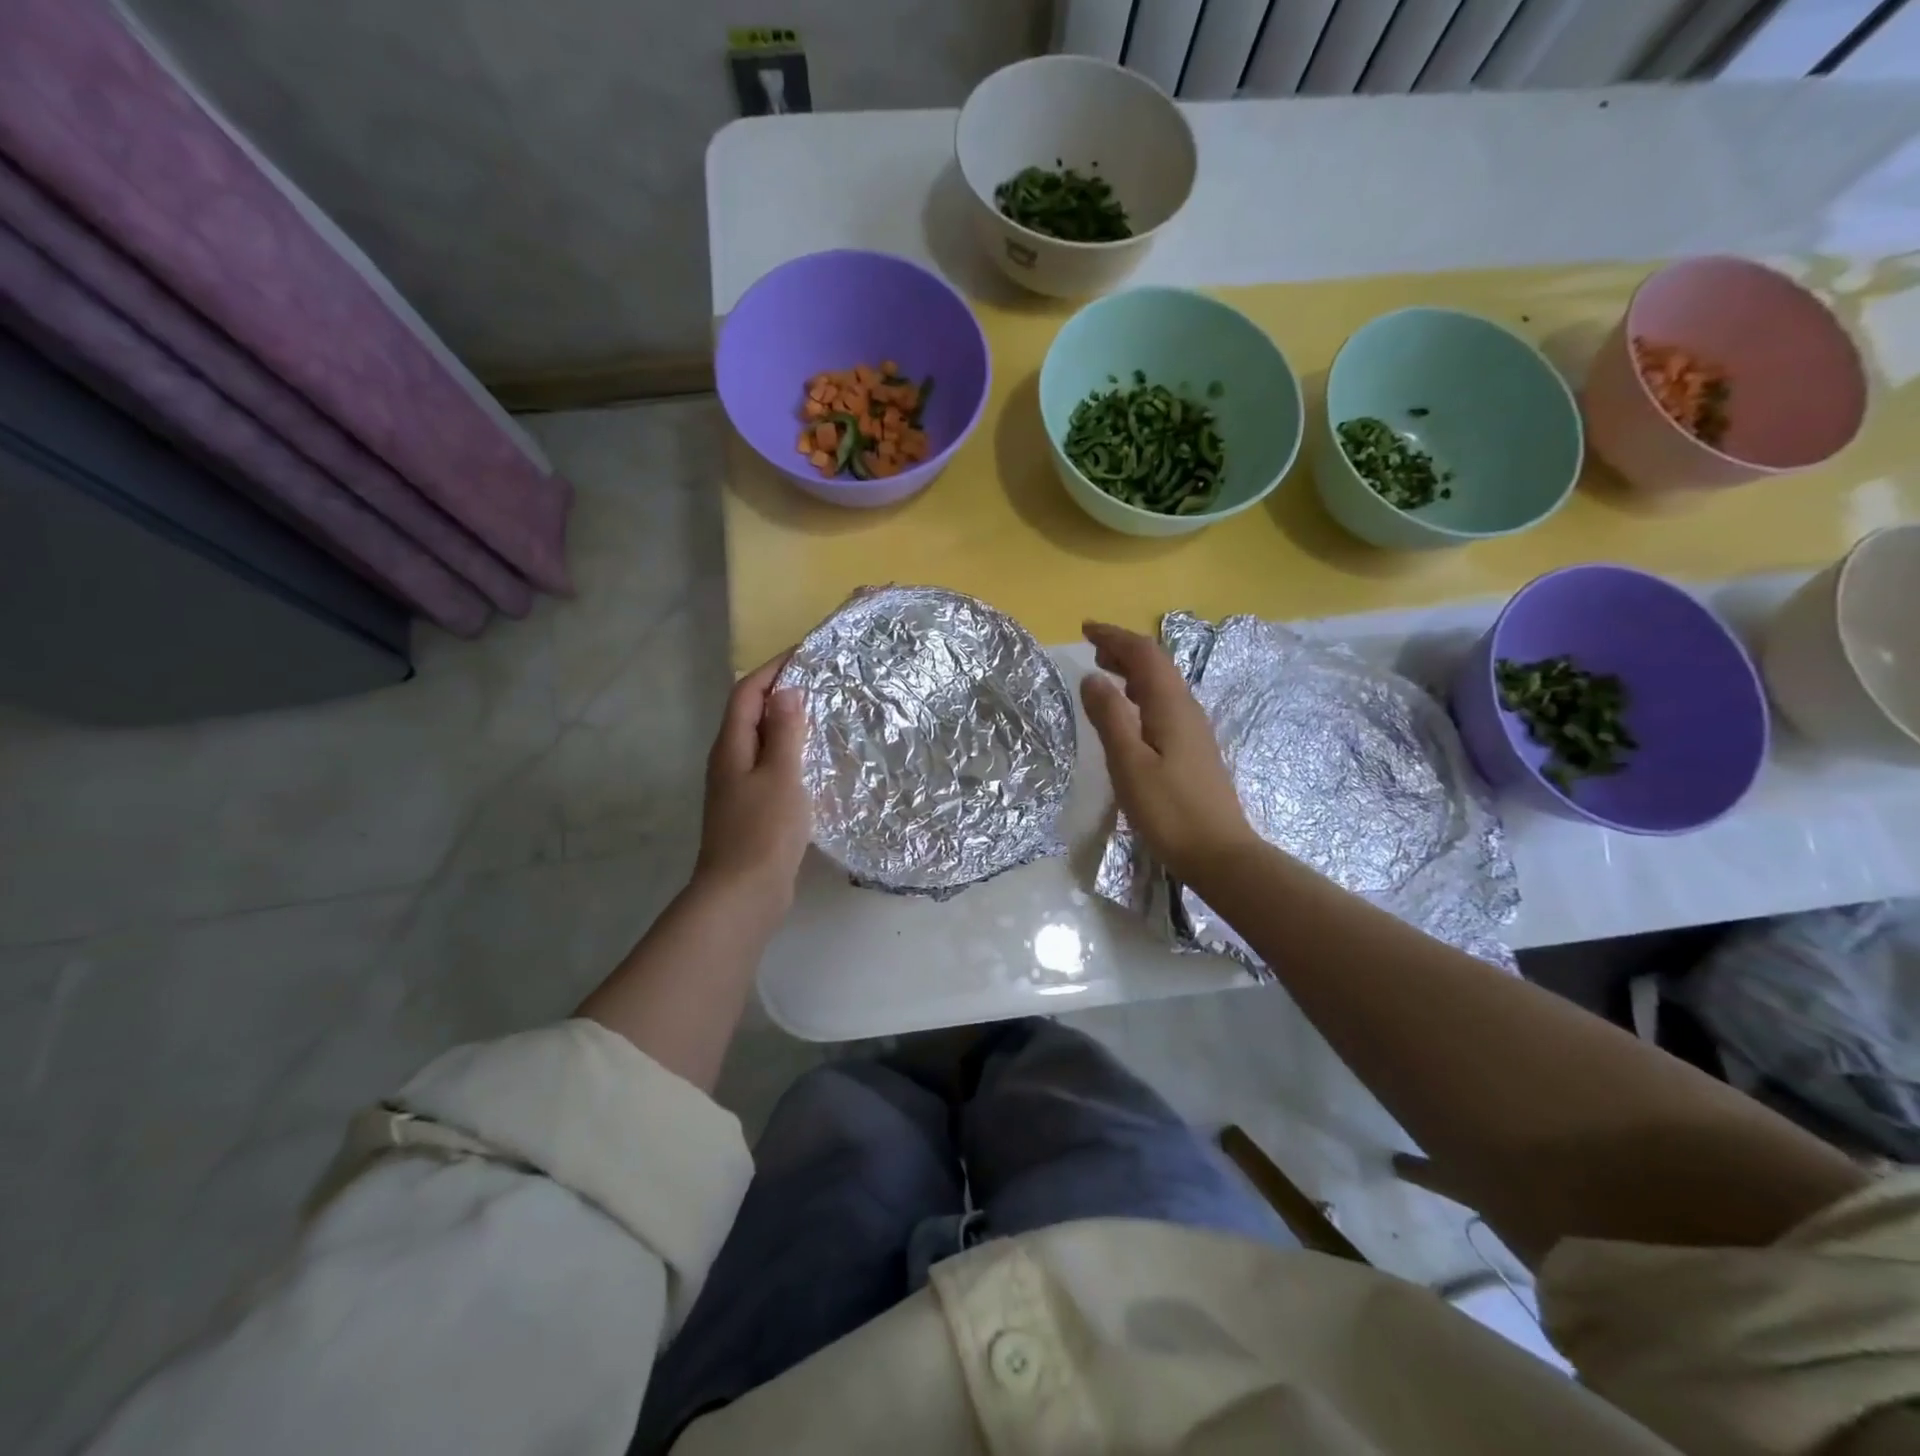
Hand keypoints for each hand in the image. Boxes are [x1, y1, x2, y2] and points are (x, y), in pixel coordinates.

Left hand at [694, 653, 809, 913]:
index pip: (747, 693)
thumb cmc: (763, 830)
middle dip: (781, 693)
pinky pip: (771, 768)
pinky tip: (815, 763)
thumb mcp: (780, 775)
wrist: (743, 894)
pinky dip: (791, 755)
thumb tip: (786, 691)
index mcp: (731, 747)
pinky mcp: (752, 810)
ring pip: (762, 743)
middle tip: (821, 683)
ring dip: (788, 725)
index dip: (772, 669)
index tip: (804, 655)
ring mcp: (738, 788)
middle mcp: (729, 762)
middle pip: (751, 715)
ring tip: (823, 716)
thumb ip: (784, 732)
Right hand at [1080, 621, 1259, 885]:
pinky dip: (1141, 695)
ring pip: (1162, 685)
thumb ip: (1110, 717)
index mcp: (1171, 706)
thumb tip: (1092, 677)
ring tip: (1105, 673)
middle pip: (1157, 665)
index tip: (1086, 629)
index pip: (1144, 655)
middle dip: (1124, 650)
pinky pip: (1164, 705)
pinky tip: (1129, 713)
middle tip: (1093, 648)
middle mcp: (1186, 710)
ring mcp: (1193, 731)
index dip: (1115, 637)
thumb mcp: (1129, 764)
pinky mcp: (1193, 751)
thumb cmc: (1169, 811)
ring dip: (1133, 672)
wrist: (1219, 854)